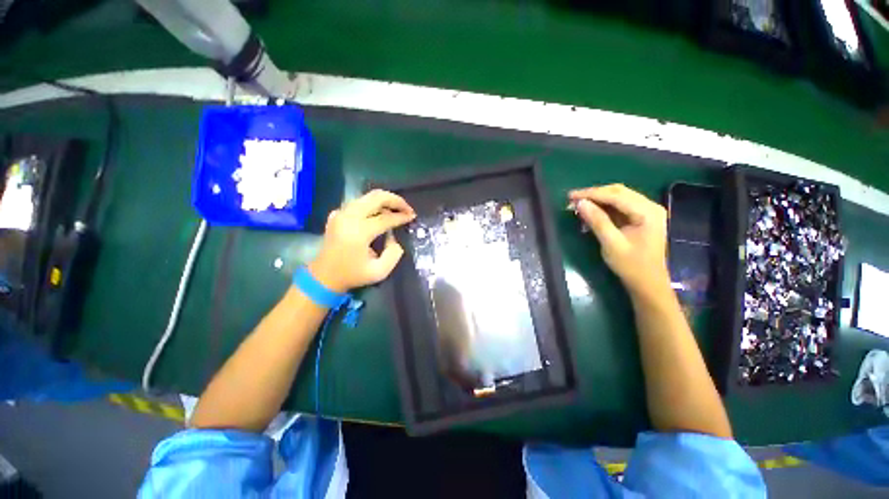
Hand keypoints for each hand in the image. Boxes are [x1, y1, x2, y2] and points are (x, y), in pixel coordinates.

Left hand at [308, 190, 415, 292]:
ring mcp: (341, 213)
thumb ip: (394, 253)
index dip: (402, 216)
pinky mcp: (337, 214)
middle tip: (407, 208)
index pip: (386, 217)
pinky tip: (380, 214)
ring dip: (385, 201)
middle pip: (376, 197)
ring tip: (397, 210)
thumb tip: (393, 237)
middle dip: (395, 200)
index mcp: (359, 232)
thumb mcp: (380, 271)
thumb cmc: (352, 275)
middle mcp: (349, 217)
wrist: (324, 277)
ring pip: (367, 197)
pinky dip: (373, 205)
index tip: (413, 216)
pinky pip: (359, 203)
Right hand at [569, 184, 668, 298]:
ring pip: (618, 197)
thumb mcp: (611, 243)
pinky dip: (603, 207)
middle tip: (572, 199)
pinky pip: (619, 206)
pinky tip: (591, 211)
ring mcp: (646, 211)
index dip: (591, 194)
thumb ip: (597, 221)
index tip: (570, 196)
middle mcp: (650, 206)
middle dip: (594, 194)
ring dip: (598, 199)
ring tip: (578, 204)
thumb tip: (580, 203)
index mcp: (647, 212)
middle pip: (618, 192)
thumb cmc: (631, 265)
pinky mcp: (640, 218)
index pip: (616, 195)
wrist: (648, 283)